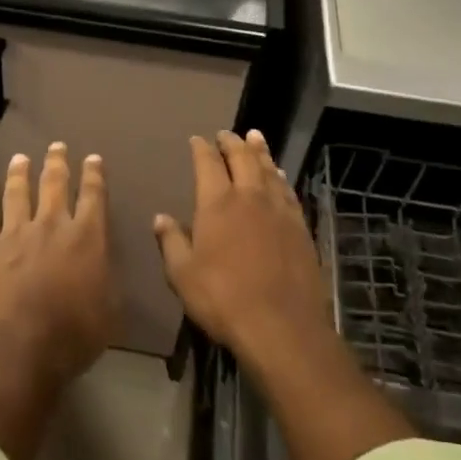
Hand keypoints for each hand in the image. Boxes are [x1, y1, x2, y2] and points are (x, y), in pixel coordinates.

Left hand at [0, 143, 118, 386]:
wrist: (18, 347)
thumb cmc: (72, 335)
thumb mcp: (110, 312)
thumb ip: (107, 281)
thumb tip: (104, 266)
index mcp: (87, 238)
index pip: (94, 197)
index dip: (94, 176)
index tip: (93, 159)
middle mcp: (51, 225)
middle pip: (54, 185)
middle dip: (57, 163)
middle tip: (57, 146)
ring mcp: (14, 233)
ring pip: (18, 193)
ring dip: (20, 173)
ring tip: (21, 157)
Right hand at [154, 130, 331, 364]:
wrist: (281, 325)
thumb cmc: (222, 299)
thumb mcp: (183, 275)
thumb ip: (171, 242)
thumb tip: (161, 217)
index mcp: (217, 204)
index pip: (208, 164)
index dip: (201, 149)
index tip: (197, 139)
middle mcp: (250, 197)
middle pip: (242, 158)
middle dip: (232, 142)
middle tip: (227, 133)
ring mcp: (279, 210)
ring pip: (268, 170)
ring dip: (260, 151)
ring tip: (255, 138)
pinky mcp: (299, 227)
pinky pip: (288, 191)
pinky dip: (280, 177)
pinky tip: (280, 176)